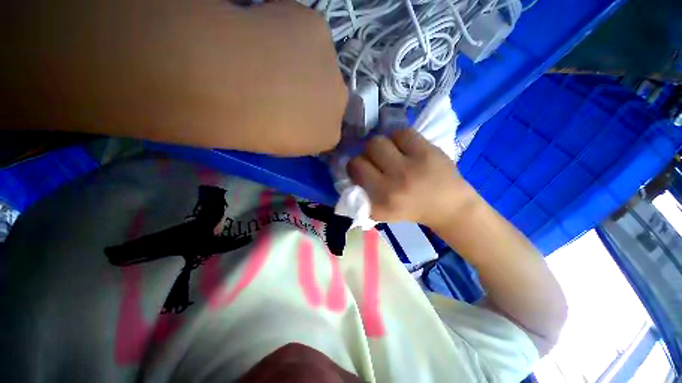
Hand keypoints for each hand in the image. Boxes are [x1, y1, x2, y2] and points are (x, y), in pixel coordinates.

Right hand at [347, 129, 475, 227]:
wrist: (448, 207)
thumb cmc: (411, 210)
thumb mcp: (382, 213)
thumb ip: (363, 198)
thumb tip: (350, 176)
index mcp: (381, 200)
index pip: (355, 169)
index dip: (354, 166)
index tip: (361, 169)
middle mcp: (393, 184)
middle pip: (365, 152)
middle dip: (366, 154)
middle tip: (375, 159)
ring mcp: (411, 166)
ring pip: (379, 141)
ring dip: (381, 145)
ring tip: (389, 152)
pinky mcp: (427, 151)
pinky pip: (402, 133)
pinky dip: (398, 137)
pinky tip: (403, 146)